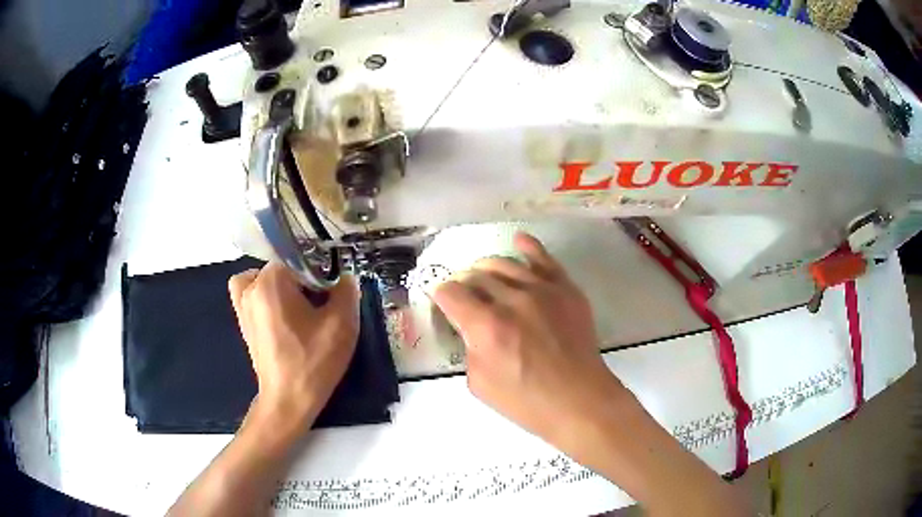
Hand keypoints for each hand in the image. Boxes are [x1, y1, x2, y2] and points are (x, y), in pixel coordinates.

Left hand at [229, 262, 359, 429]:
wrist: (288, 401)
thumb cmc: (313, 362)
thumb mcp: (342, 324)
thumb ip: (347, 290)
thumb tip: (344, 277)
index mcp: (271, 281)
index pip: (302, 259)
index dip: (322, 275)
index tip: (333, 296)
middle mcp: (251, 286)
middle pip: (283, 268)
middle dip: (305, 282)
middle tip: (321, 307)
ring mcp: (242, 304)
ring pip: (265, 278)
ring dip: (283, 285)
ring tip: (299, 307)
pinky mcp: (242, 321)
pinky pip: (250, 292)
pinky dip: (264, 294)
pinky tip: (282, 312)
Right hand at [432, 233, 629, 449]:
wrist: (579, 400)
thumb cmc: (527, 402)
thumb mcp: (479, 383)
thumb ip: (468, 347)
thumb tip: (470, 326)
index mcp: (487, 327)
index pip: (450, 293)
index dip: (440, 295)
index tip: (443, 302)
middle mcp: (513, 300)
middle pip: (476, 275)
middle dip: (462, 283)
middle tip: (464, 295)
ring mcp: (542, 290)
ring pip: (504, 263)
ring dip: (486, 268)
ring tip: (483, 277)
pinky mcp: (566, 289)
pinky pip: (544, 259)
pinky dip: (528, 247)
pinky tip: (518, 240)